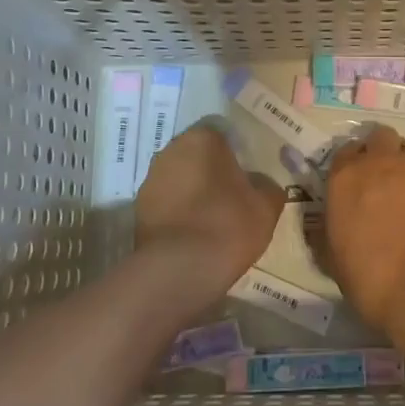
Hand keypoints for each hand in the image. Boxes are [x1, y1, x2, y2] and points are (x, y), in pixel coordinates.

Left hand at [134, 125, 284, 299]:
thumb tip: (258, 183)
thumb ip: (266, 185)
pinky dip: (177, 213)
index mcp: (203, 138)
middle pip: (197, 156)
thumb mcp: (267, 205)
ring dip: (192, 192)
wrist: (180, 269)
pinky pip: (165, 204)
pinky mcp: (138, 209)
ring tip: (211, 221)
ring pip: (179, 179)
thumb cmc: (228, 225)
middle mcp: (171, 150)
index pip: (222, 136)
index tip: (246, 178)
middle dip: (211, 172)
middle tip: (232, 198)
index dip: (236, 156)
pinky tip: (193, 235)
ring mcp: (150, 180)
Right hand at [323, 127, 404, 333]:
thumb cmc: (368, 275)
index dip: (352, 164)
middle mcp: (383, 162)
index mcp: (347, 176)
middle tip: (384, 179)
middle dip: (382, 151)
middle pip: (382, 137)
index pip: (346, 151)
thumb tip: (326, 225)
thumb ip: (327, 230)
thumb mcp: (331, 256)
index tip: (355, 182)